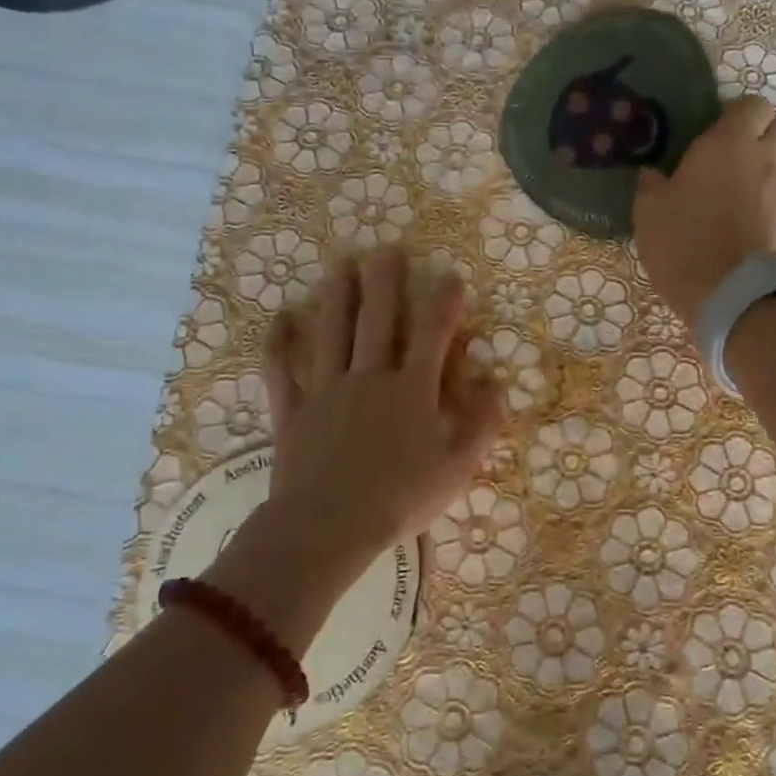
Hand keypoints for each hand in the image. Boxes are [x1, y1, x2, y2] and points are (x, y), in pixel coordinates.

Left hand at [259, 248, 505, 575]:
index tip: (450, 274)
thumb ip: (481, 423)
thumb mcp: (458, 468)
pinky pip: (281, 369)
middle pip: (378, 319)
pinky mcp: (292, 409)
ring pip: (332, 331)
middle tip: (387, 248)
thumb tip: (497, 383)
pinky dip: (279, 342)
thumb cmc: (401, 499)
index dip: (443, 301)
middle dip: (385, 281)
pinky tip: (280, 316)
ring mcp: (326, 389)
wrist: (329, 527)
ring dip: (338, 295)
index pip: (433, 333)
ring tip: (342, 264)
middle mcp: (369, 377)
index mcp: (412, 390)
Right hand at [634, 95, 775, 328]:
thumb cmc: (682, 243)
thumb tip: (652, 174)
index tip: (718, 129)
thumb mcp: (648, 213)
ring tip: (748, 190)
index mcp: (728, 144)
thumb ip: (651, 185)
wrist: (726, 295)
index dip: (738, 113)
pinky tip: (765, 219)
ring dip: (772, 169)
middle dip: (761, 135)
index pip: (753, 104)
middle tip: (734, 157)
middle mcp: (766, 159)